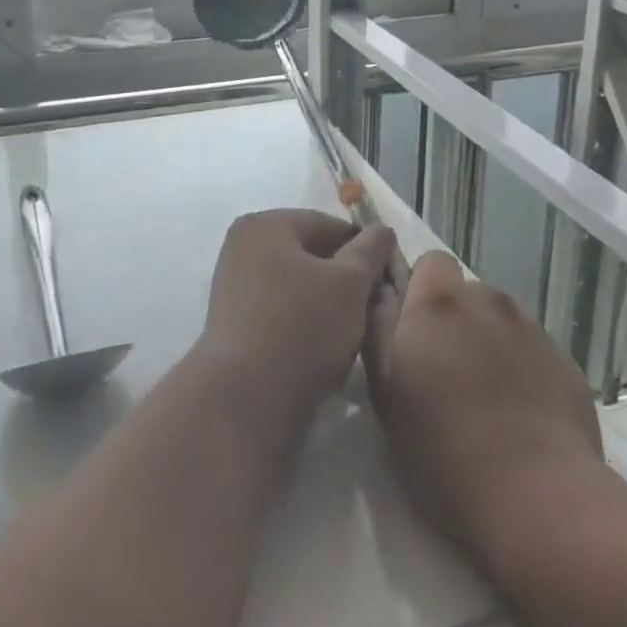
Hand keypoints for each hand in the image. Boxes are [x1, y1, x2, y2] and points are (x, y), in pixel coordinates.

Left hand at [198, 209, 396, 433]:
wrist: (244, 401)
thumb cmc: (301, 328)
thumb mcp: (350, 283)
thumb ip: (370, 251)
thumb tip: (382, 230)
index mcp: (265, 225)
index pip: (328, 225)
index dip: (366, 249)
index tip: (391, 279)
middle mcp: (243, 247)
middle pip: (311, 255)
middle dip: (347, 280)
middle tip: (378, 308)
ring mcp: (234, 287)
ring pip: (299, 287)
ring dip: (329, 305)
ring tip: (357, 332)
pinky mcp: (235, 325)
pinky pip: (282, 313)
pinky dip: (306, 324)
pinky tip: (328, 350)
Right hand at [365, 252, 604, 567]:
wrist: (540, 501)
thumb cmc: (444, 451)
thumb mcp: (387, 396)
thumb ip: (379, 331)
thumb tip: (381, 293)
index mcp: (438, 304)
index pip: (431, 262)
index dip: (422, 289)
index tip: (416, 329)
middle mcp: (486, 301)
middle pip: (468, 292)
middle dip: (457, 319)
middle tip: (449, 371)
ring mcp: (532, 329)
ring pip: (502, 320)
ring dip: (491, 341)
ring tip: (489, 396)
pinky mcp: (566, 362)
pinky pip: (534, 351)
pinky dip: (524, 369)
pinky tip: (523, 416)